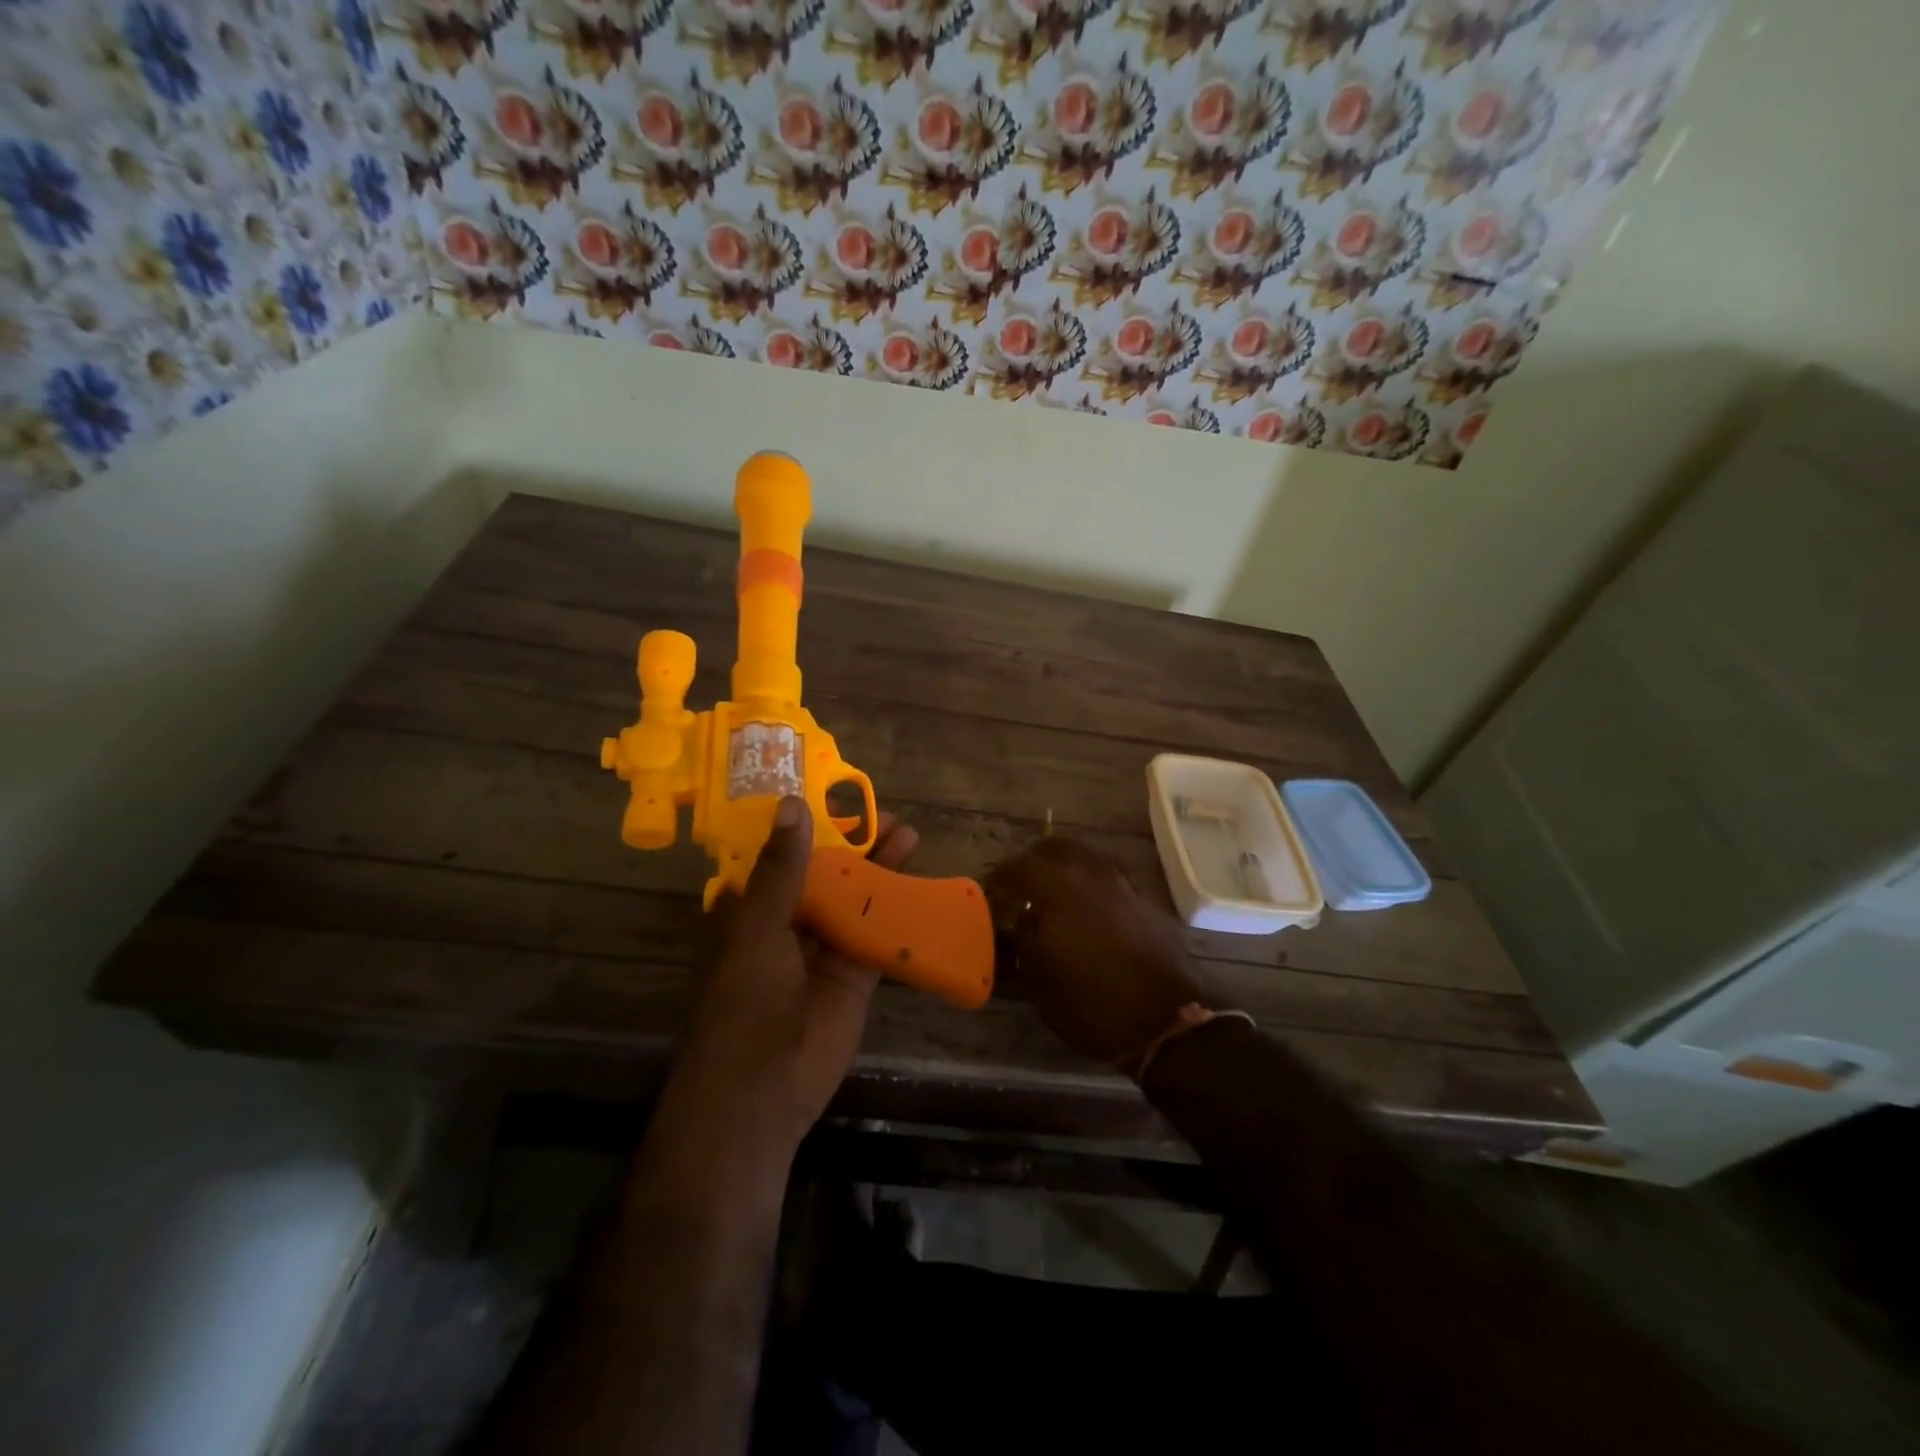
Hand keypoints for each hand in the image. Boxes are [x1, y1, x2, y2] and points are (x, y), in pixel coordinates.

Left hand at [666, 796, 918, 1159]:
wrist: (761, 1094)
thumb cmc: (745, 1004)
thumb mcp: (759, 929)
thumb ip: (782, 871)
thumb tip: (793, 804)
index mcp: (752, 911)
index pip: (781, 856)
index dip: (807, 826)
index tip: (835, 795)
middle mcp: (787, 925)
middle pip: (825, 873)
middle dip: (854, 844)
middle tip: (885, 814)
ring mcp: (822, 951)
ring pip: (854, 899)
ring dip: (879, 870)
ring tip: (909, 835)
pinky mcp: (853, 976)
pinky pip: (877, 935)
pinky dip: (897, 912)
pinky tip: (920, 884)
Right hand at [985, 837, 1204, 1065]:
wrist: (1164, 1023)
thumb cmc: (1090, 1004)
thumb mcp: (1038, 980)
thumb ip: (1023, 940)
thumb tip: (1022, 919)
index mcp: (1058, 889)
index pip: (1019, 867)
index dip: (1000, 877)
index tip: (990, 891)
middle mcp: (1091, 875)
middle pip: (1056, 848)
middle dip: (1034, 862)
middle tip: (1023, 884)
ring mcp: (1123, 885)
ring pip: (1088, 858)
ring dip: (1067, 868)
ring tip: (1056, 893)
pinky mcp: (1147, 902)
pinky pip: (1112, 878)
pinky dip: (1094, 884)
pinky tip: (1090, 909)